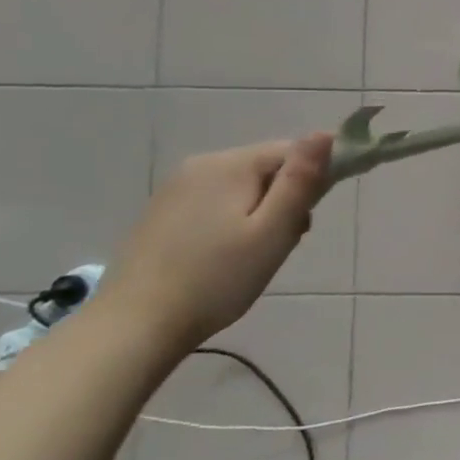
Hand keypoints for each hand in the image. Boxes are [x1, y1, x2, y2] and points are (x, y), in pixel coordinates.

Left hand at [96, 132, 334, 349]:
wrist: (134, 327)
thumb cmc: (216, 279)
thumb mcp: (273, 231)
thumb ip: (301, 181)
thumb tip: (325, 133)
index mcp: (231, 164)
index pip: (292, 151)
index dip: (310, 181)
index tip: (305, 221)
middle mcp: (201, 164)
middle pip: (266, 170)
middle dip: (283, 202)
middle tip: (277, 246)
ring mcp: (176, 189)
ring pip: (242, 189)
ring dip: (259, 215)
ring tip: (251, 258)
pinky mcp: (162, 213)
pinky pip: (215, 204)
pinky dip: (230, 224)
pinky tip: (222, 259)